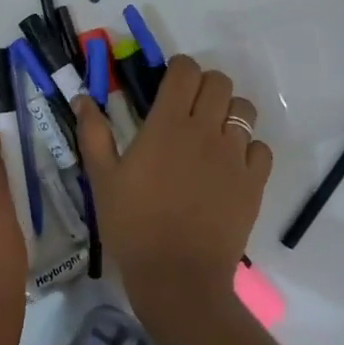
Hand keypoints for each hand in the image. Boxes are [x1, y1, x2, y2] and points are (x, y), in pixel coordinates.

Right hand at [74, 56, 272, 317]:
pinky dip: (247, 147)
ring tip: (210, 133)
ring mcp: (235, 156)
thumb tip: (83, 98)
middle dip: (204, 85)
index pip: (185, 71)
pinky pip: (260, 147)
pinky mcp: (254, 182)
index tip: (167, 82)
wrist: (177, 276)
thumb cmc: (132, 224)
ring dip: (228, 112)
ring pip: (244, 110)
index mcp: (167, 124)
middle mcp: (206, 130)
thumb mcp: (101, 178)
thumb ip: (93, 133)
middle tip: (187, 106)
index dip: (178, 68)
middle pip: (220, 82)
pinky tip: (228, 164)